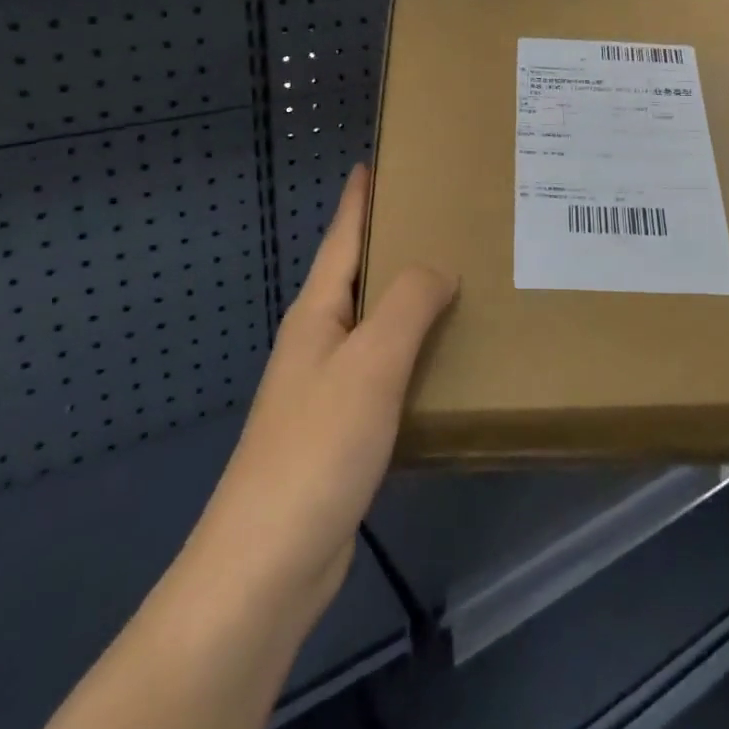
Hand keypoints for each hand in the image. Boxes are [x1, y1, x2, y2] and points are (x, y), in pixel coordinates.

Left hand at [190, 166, 453, 624]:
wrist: (267, 568)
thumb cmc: (316, 449)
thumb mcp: (370, 364)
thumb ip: (407, 305)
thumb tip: (438, 267)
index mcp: (317, 314)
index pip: (342, 237)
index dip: (360, 198)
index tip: (379, 161)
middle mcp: (319, 341)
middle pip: (360, 276)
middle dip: (396, 243)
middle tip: (450, 217)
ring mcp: (328, 388)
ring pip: (376, 325)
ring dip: (410, 299)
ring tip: (461, 279)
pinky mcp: (343, 430)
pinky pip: (386, 370)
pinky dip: (415, 352)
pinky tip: (446, 358)